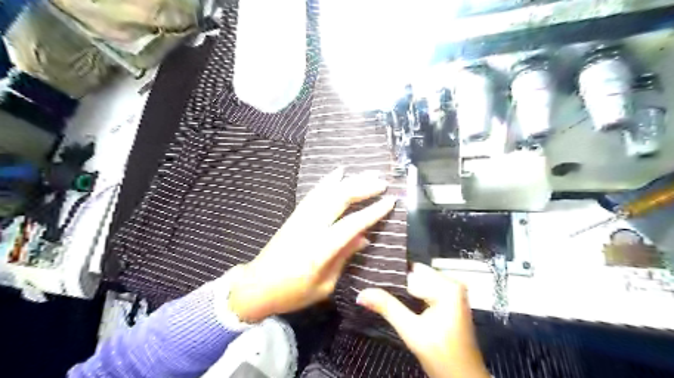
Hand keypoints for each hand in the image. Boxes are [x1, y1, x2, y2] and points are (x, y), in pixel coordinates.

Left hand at [229, 167, 395, 321]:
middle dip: (362, 188)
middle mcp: (311, 228)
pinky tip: (337, 173)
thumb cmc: (292, 293)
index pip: (352, 224)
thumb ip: (343, 258)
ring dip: (348, 181)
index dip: (373, 211)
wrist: (256, 286)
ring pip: (327, 192)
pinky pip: (313, 194)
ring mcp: (301, 218)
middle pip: (339, 200)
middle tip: (381, 182)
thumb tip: (364, 238)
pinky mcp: (294, 216)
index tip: (390, 200)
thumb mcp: (324, 285)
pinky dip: (327, 181)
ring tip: (367, 173)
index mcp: (320, 249)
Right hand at [357, 263, 489, 377]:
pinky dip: (410, 295)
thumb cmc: (443, 356)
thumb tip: (361, 293)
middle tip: (369, 284)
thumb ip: (387, 308)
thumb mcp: (412, 331)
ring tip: (377, 291)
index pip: (411, 273)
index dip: (389, 277)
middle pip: (415, 275)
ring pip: (418, 281)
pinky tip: (395, 300)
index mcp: (448, 287)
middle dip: (395, 282)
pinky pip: (424, 289)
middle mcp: (452, 283)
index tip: (368, 277)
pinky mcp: (449, 300)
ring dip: (401, 288)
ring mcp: (452, 291)